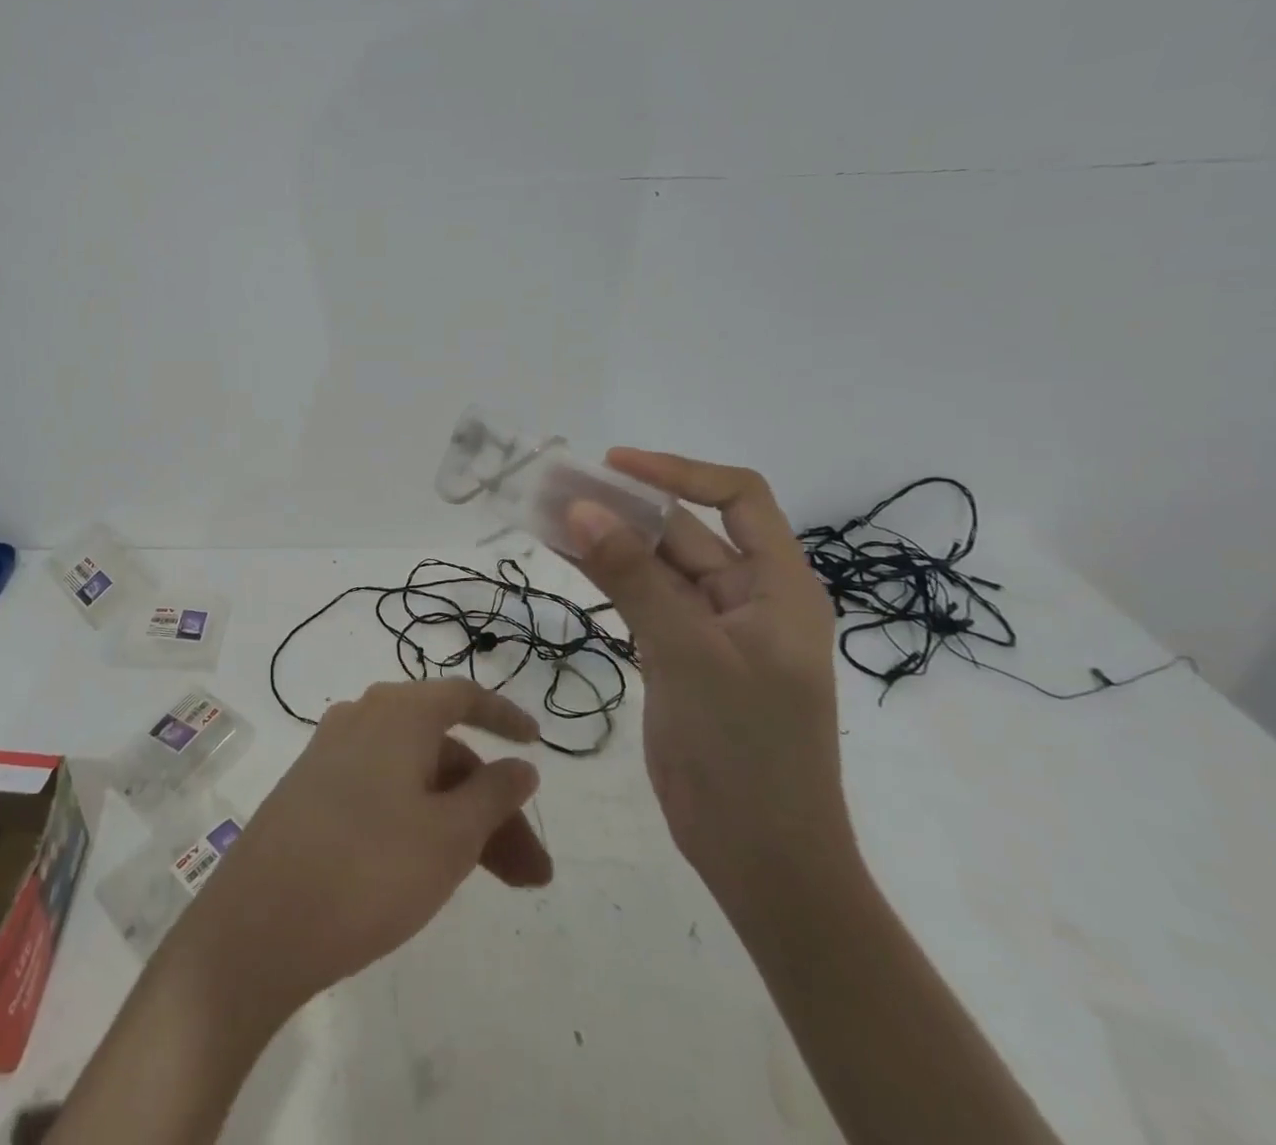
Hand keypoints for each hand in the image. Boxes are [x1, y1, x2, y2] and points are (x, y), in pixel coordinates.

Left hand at [180, 679, 550, 1017]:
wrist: (259, 923)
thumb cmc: (369, 869)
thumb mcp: (449, 836)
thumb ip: (494, 794)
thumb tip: (519, 765)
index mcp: (397, 712)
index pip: (463, 697)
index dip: (504, 717)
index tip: (536, 744)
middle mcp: (362, 719)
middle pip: (444, 750)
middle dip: (493, 806)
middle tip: (532, 872)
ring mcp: (332, 755)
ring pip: (416, 778)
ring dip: (462, 822)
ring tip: (502, 885)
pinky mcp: (313, 791)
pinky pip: (384, 792)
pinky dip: (421, 821)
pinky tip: (435, 869)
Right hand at [563, 450, 849, 909]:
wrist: (759, 857)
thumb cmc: (747, 751)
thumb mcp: (689, 654)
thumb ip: (634, 578)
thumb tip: (580, 508)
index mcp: (779, 586)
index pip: (737, 498)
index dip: (678, 472)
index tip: (613, 465)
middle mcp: (745, 596)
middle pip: (682, 530)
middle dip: (621, 505)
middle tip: (554, 486)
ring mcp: (707, 627)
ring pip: (651, 564)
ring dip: (603, 537)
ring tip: (543, 512)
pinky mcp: (674, 654)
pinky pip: (636, 598)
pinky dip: (601, 574)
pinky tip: (560, 554)